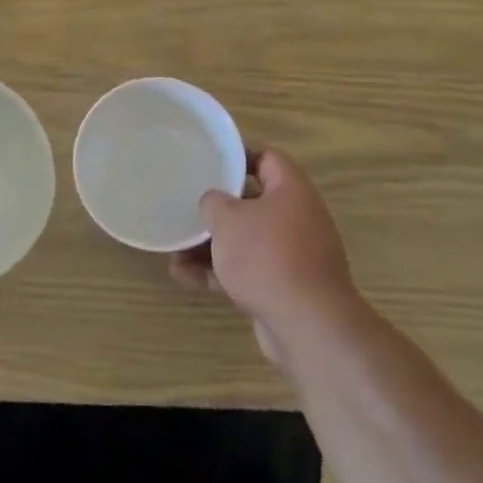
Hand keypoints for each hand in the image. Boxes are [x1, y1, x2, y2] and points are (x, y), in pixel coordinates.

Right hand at [170, 146, 361, 367]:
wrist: (308, 326)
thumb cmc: (266, 256)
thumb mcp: (228, 219)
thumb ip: (213, 202)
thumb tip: (213, 203)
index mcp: (291, 190)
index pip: (267, 158)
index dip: (239, 155)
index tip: (209, 161)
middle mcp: (297, 218)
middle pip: (252, 203)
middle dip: (217, 209)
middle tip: (187, 207)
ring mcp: (293, 256)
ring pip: (246, 241)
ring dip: (211, 246)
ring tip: (175, 249)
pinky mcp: (284, 288)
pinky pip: (247, 272)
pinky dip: (218, 273)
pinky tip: (183, 277)